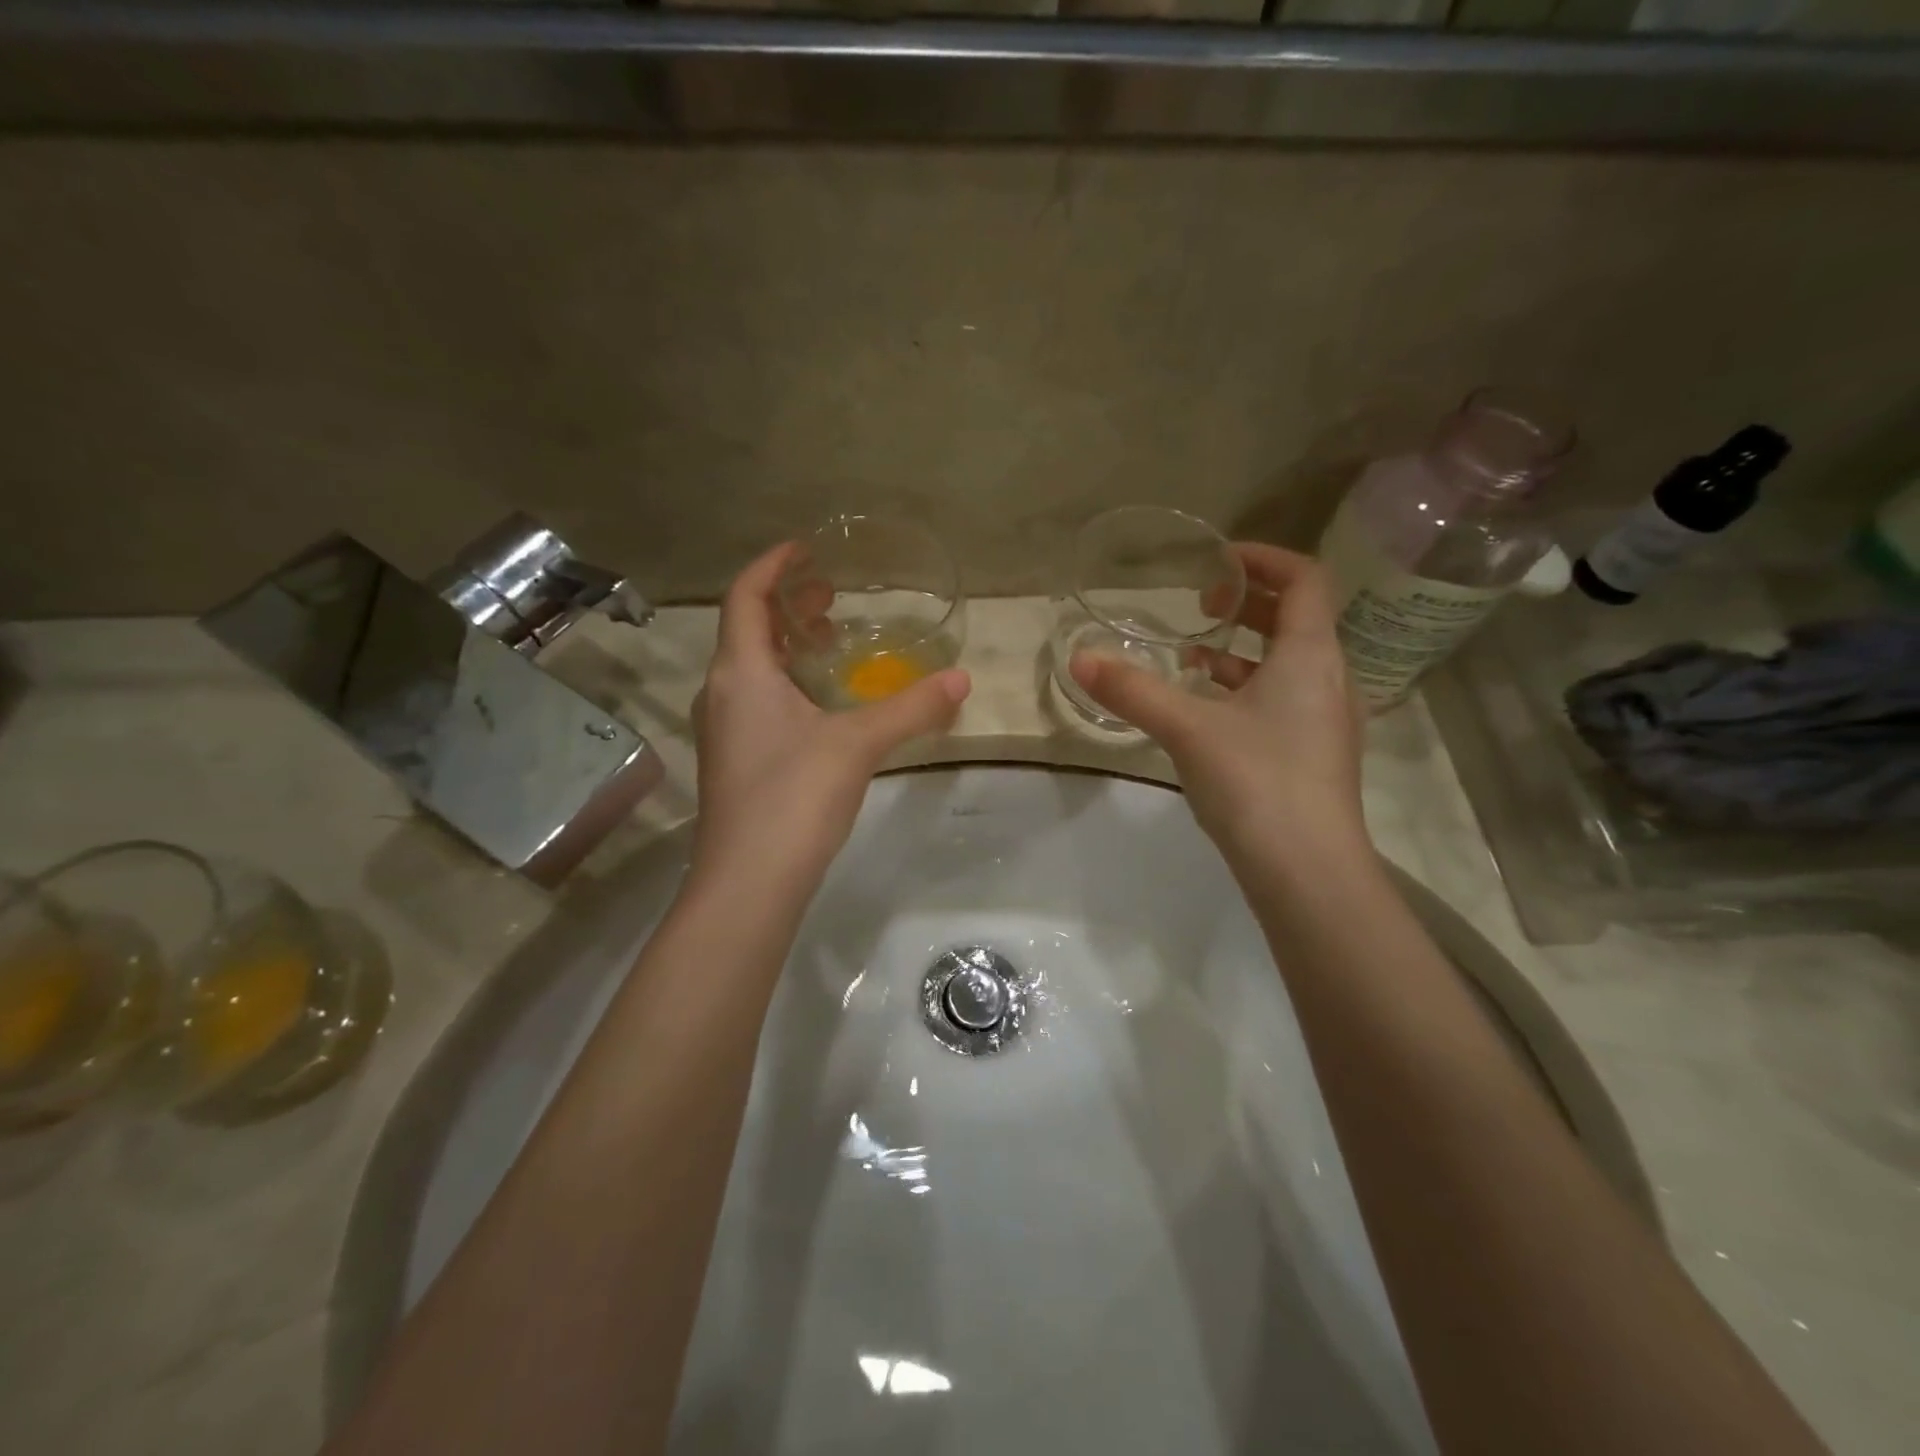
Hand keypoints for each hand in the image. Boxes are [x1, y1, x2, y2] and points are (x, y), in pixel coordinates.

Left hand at [690, 543, 970, 892]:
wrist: (749, 882)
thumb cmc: (793, 797)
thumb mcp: (858, 744)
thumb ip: (912, 707)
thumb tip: (962, 678)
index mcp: (740, 672)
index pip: (745, 597)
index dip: (772, 565)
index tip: (806, 548)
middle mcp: (722, 693)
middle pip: (748, 630)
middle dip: (789, 607)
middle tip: (833, 597)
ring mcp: (724, 731)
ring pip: (753, 670)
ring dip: (789, 648)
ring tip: (833, 644)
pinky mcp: (735, 762)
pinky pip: (758, 702)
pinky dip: (788, 685)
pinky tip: (824, 706)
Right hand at [1069, 543, 1366, 868]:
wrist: (1308, 871)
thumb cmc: (1257, 781)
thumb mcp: (1186, 728)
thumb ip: (1132, 690)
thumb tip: (1078, 659)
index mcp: (1311, 655)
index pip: (1305, 579)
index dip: (1263, 560)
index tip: (1217, 562)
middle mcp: (1329, 679)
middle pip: (1298, 619)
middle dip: (1249, 605)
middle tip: (1201, 605)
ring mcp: (1327, 720)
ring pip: (1289, 663)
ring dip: (1244, 651)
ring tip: (1192, 657)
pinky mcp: (1315, 755)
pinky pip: (1283, 700)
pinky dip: (1247, 690)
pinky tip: (1207, 713)